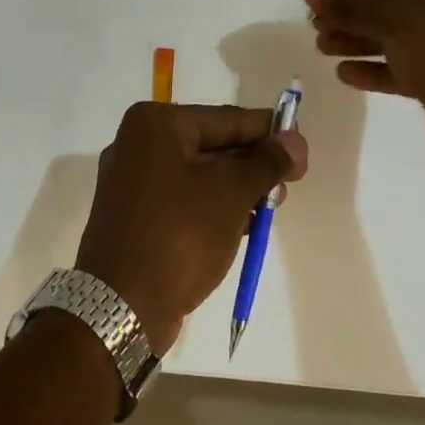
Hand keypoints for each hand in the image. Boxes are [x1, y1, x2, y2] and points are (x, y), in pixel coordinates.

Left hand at [76, 103, 307, 354]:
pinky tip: (244, 224)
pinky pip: (185, 199)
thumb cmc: (179, 235)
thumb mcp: (231, 193)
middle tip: (291, 182)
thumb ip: (266, 163)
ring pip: (200, 174)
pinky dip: (214, 206)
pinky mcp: (135, 216)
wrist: (122, 306)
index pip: (226, 119)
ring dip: (237, 187)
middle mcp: (138, 144)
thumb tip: (296, 141)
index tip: (302, 149)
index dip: (268, 132)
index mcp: (155, 125)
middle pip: (212, 144)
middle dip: (253, 162)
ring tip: (271, 206)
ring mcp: (133, 182)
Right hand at [304, 0, 424, 192]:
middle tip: (312, 24)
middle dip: (348, 11)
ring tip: (321, 46)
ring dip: (356, 38)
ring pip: (393, 34)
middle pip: (388, 0)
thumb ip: (352, 3)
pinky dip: (374, 68)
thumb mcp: (397, 18)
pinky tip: (345, 74)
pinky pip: (403, 66)